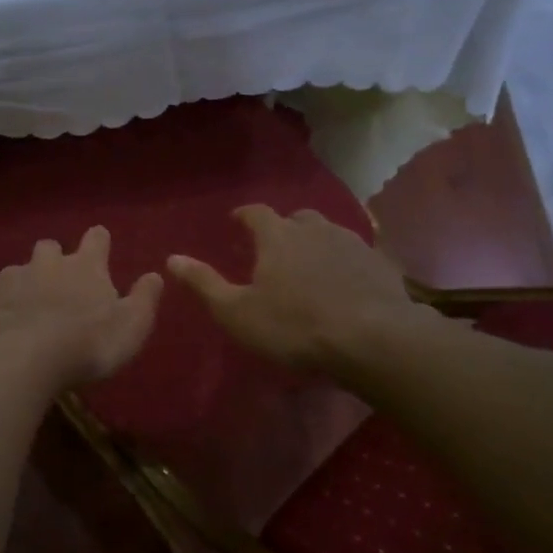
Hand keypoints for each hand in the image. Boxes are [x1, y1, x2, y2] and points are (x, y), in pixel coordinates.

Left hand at [0, 226, 162, 388]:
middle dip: (52, 259)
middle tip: (56, 284)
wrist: (23, 359)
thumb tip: (155, 275)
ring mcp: (10, 276)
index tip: (99, 246)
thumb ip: (144, 299)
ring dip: (21, 283)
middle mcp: (46, 263)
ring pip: (15, 269)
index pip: (96, 239)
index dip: (98, 242)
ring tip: (23, 309)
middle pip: (49, 247)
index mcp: (85, 267)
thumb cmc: (87, 345)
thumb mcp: (131, 327)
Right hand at [166, 205, 428, 369]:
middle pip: (296, 218)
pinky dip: (344, 262)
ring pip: (329, 232)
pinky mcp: (380, 264)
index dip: (244, 215)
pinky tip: (344, 283)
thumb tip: (172, 258)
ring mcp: (352, 243)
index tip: (235, 221)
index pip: (256, 213)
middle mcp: (315, 229)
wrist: (373, 339)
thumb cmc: (294, 326)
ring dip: (316, 242)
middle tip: (274, 247)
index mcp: (278, 236)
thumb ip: (204, 283)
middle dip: (283, 228)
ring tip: (310, 264)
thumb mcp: (237, 312)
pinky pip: (356, 254)